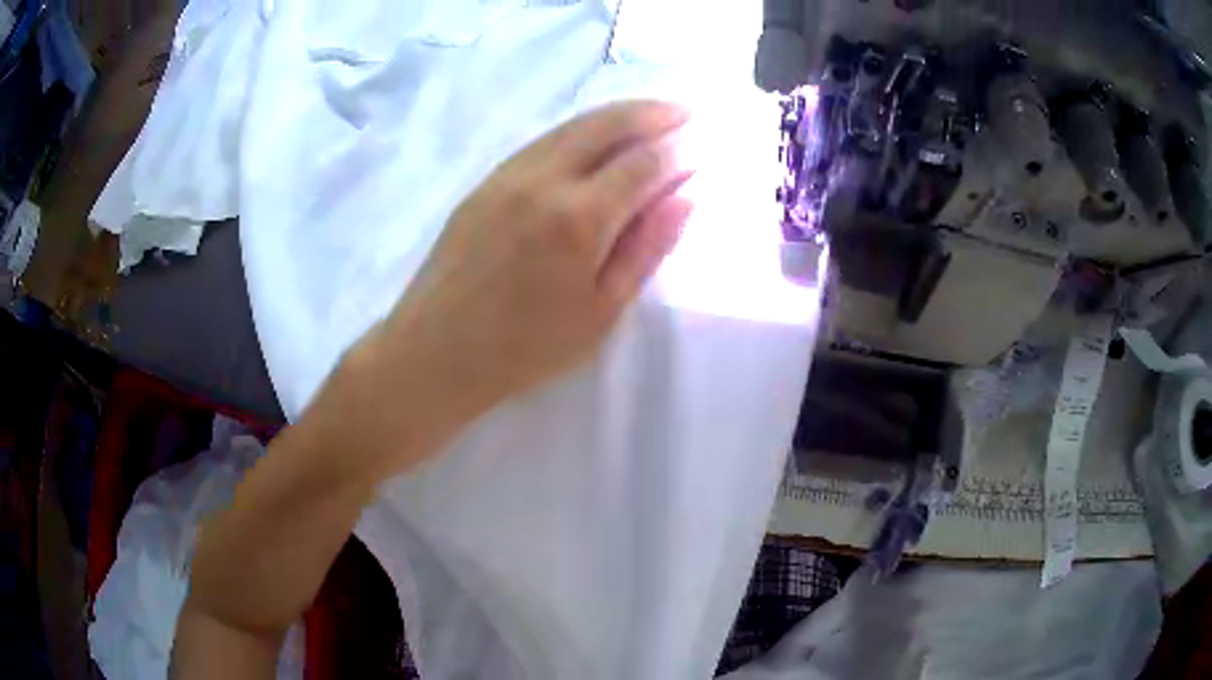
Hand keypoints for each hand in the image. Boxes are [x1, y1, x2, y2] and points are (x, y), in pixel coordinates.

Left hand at [321, 101, 694, 475]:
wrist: (435, 351)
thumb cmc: (525, 348)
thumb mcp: (600, 312)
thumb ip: (646, 248)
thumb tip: (686, 196)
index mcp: (579, 219)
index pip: (643, 163)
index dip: (677, 151)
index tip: (701, 146)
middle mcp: (544, 180)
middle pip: (607, 124)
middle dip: (652, 112)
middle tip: (684, 111)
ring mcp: (509, 174)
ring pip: (573, 125)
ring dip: (617, 114)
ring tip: (650, 114)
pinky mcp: (486, 180)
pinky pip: (544, 140)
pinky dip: (580, 130)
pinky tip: (596, 138)